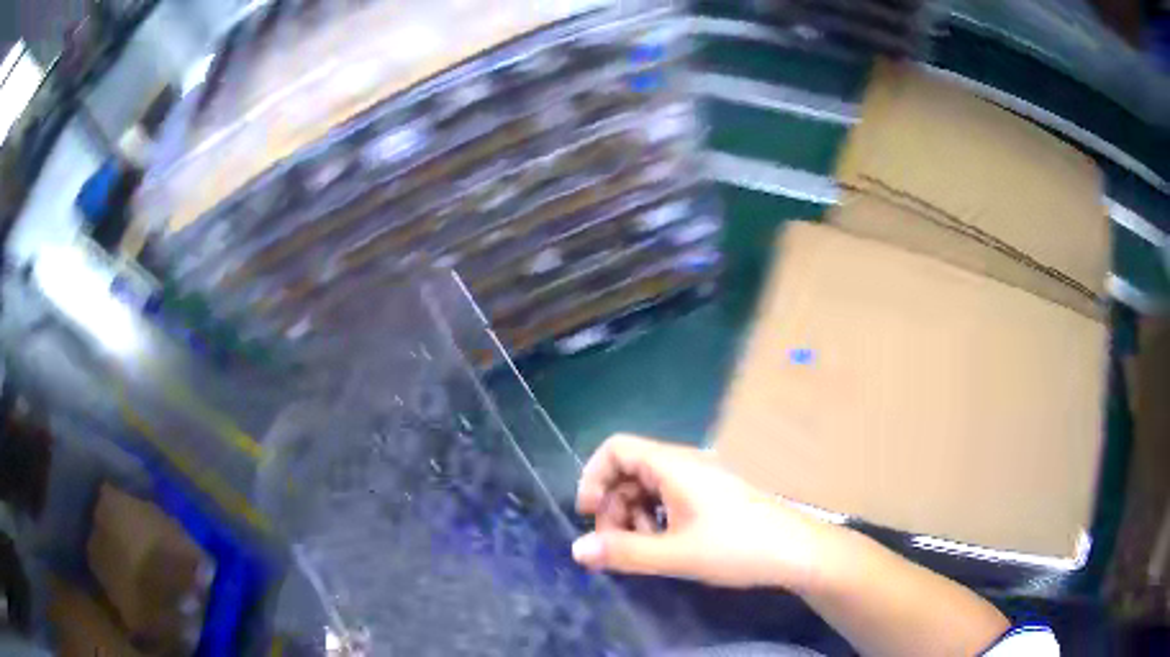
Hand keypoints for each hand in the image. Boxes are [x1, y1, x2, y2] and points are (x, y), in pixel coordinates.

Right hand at [572, 434, 829, 590]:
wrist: (796, 552)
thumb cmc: (737, 547)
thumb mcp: (675, 554)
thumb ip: (623, 552)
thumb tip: (576, 551)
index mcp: (674, 465)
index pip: (616, 449)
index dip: (593, 478)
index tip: (587, 515)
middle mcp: (685, 465)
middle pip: (629, 471)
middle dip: (613, 507)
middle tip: (616, 545)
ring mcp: (700, 480)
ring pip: (648, 488)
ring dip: (635, 517)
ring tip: (645, 550)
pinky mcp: (711, 496)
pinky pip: (669, 499)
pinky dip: (656, 520)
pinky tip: (667, 546)